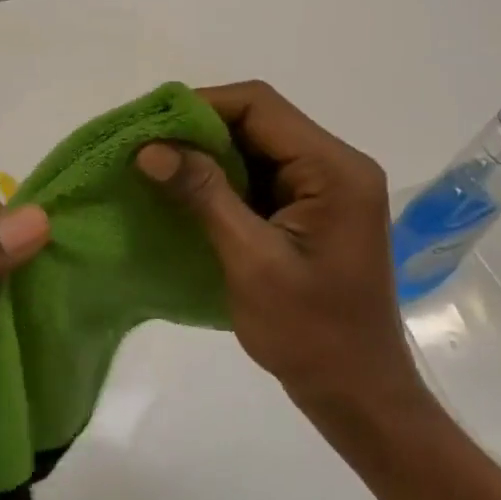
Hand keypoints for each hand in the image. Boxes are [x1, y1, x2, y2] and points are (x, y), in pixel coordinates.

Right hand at [136, 82, 423, 416]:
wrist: (357, 393)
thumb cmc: (310, 333)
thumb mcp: (251, 261)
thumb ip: (204, 195)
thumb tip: (151, 148)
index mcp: (335, 169)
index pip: (260, 106)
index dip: (200, 106)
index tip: (148, 127)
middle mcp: (336, 166)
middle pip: (258, 122)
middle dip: (198, 131)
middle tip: (144, 149)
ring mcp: (326, 189)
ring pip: (255, 148)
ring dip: (207, 156)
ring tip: (155, 169)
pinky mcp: (311, 211)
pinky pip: (260, 178)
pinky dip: (221, 181)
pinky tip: (184, 194)